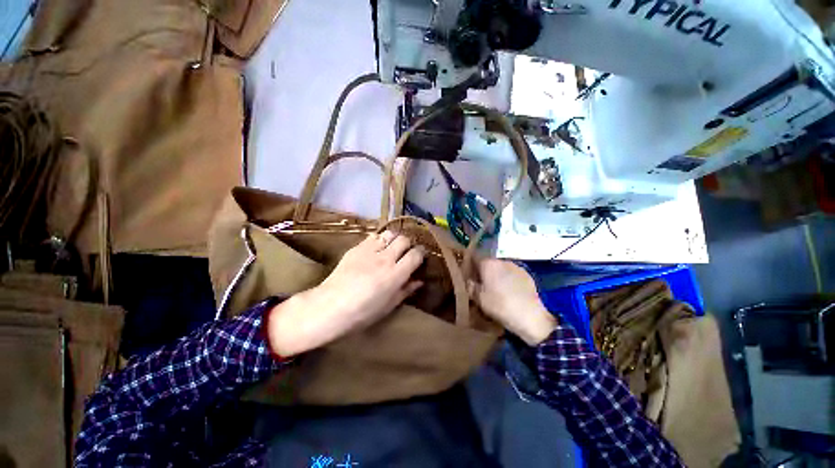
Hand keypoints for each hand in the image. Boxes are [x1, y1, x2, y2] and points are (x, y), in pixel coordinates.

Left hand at [267, 231, 424, 356]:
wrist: (330, 307)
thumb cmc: (363, 313)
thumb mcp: (389, 305)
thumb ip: (406, 290)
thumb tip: (419, 281)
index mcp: (395, 274)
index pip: (415, 254)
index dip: (421, 253)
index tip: (420, 256)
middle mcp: (385, 258)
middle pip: (403, 239)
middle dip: (408, 244)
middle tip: (406, 252)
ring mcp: (369, 251)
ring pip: (389, 234)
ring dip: (394, 239)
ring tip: (392, 247)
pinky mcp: (356, 248)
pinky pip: (373, 236)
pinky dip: (379, 240)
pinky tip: (376, 248)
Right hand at [470, 259, 556, 345]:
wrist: (531, 317)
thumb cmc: (500, 306)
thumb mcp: (479, 299)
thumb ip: (470, 287)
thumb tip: (468, 280)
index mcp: (488, 263)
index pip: (474, 258)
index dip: (469, 267)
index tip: (468, 277)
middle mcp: (502, 261)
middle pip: (488, 264)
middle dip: (484, 273)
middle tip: (481, 287)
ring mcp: (516, 266)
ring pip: (501, 269)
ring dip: (497, 276)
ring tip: (497, 291)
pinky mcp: (527, 275)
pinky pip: (512, 275)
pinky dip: (508, 281)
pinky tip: (510, 293)